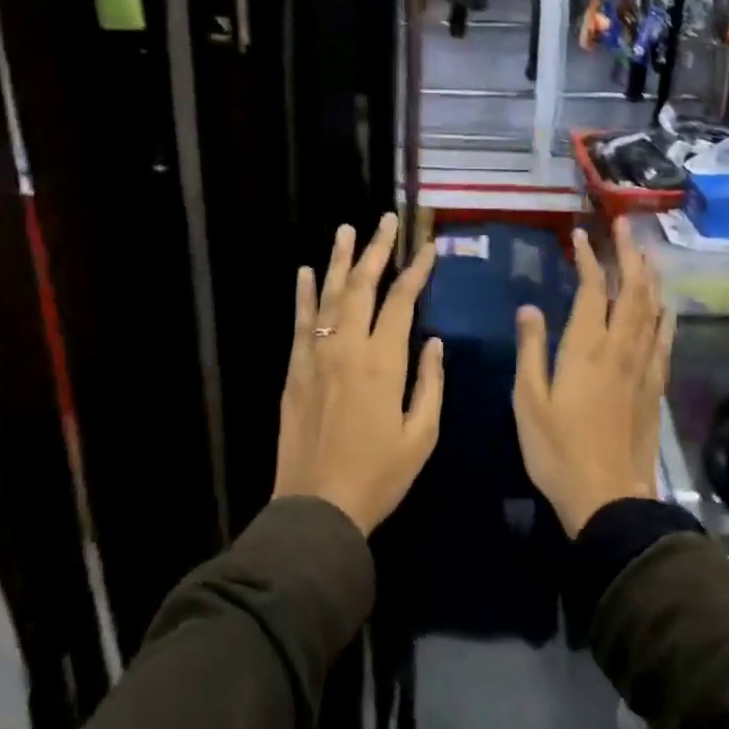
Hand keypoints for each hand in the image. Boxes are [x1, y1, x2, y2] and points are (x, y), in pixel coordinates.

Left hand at [272, 215, 443, 535]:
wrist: (317, 508)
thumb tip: (433, 341)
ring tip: (346, 229)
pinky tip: (305, 271)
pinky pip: (299, 321)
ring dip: (338, 259)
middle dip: (376, 249)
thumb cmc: (378, 476)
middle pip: (362, 285)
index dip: (415, 270)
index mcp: (383, 361)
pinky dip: (302, 294)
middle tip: (385, 220)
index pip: (402, 300)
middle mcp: (347, 347)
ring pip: (328, 295)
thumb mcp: (422, 435)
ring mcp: (316, 355)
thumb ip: (430, 383)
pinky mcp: (294, 370)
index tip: (426, 247)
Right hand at [513, 227, 672, 536]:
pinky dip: (665, 314)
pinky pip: (664, 339)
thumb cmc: (557, 450)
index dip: (588, 259)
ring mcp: (643, 367)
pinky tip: (666, 304)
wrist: (609, 499)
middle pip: (632, 291)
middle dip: (629, 255)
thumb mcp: (528, 400)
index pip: (592, 290)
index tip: (580, 236)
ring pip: (652, 310)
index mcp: (586, 349)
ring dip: (649, 276)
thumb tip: (530, 307)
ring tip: (645, 252)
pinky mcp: (655, 387)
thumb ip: (531, 350)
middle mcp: (620, 349)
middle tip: (624, 227)